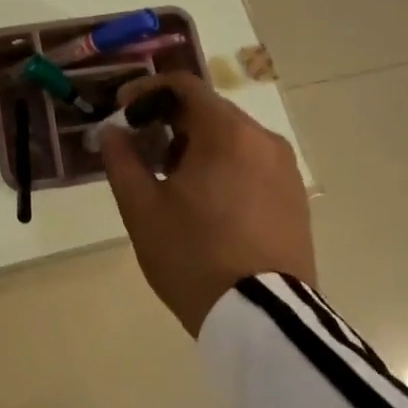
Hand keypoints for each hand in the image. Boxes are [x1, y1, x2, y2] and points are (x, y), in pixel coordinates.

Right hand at [98, 74, 314, 335]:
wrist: (264, 321)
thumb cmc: (194, 254)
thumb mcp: (141, 207)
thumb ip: (121, 158)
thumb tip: (113, 131)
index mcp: (226, 132)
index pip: (183, 86)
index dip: (146, 91)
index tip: (122, 111)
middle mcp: (262, 139)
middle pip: (208, 110)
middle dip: (168, 120)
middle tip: (139, 147)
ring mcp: (285, 169)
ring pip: (230, 137)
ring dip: (195, 143)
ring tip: (168, 178)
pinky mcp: (295, 197)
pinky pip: (251, 162)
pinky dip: (222, 164)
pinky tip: (203, 199)